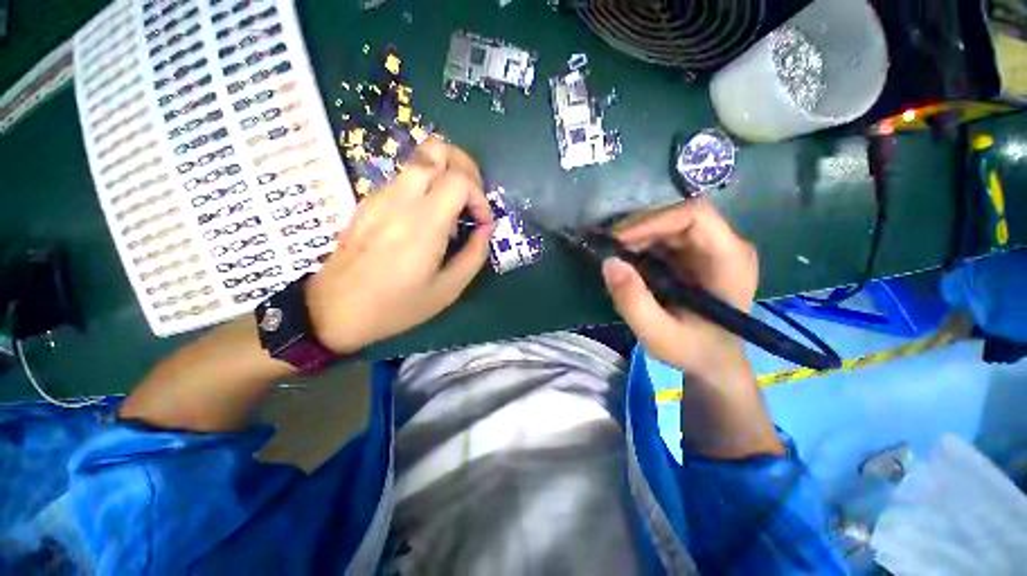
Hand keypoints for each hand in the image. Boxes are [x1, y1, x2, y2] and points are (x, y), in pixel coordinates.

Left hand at [306, 137, 493, 353]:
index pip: (460, 180)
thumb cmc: (396, 306)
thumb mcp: (447, 290)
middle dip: (464, 166)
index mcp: (424, 222)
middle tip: (472, 197)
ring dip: (445, 173)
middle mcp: (401, 198)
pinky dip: (426, 184)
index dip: (480, 197)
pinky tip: (428, 216)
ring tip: (454, 205)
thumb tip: (485, 230)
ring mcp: (381, 195)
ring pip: (419, 158)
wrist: (335, 309)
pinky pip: (404, 177)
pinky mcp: (369, 201)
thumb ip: (474, 255)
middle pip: (436, 149)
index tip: (481, 224)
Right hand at [601, 200, 758, 379]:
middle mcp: (725, 246)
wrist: (713, 361)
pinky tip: (627, 261)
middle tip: (609, 249)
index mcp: (729, 261)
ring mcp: (711, 248)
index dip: (653, 220)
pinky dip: (641, 244)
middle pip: (678, 217)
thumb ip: (633, 302)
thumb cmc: (693, 350)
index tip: (619, 240)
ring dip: (637, 236)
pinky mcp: (696, 254)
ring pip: (668, 224)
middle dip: (639, 229)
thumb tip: (609, 263)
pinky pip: (665, 237)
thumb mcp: (658, 334)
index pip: (695, 216)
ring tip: (615, 256)